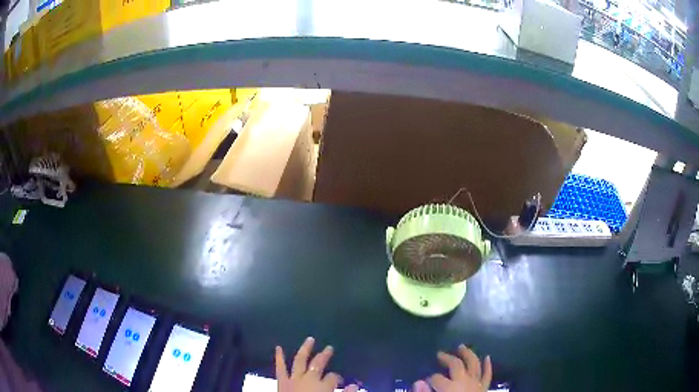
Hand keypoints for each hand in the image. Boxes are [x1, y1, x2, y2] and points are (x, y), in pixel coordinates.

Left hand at [276, 337, 358, 391]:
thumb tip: (355, 386)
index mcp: (323, 386)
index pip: (333, 377)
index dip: (337, 377)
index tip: (340, 380)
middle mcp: (309, 379)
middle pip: (318, 364)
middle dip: (324, 356)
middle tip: (329, 348)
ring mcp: (294, 379)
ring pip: (299, 361)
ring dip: (305, 349)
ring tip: (310, 339)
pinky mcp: (282, 382)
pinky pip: (280, 368)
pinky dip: (279, 357)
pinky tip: (278, 347)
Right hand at [412, 344, 491, 391]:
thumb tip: (418, 381)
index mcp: (449, 388)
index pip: (436, 378)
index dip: (430, 378)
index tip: (425, 380)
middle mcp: (464, 382)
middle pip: (456, 365)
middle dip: (447, 358)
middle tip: (439, 354)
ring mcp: (476, 384)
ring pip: (474, 364)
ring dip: (468, 354)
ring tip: (462, 346)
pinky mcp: (484, 388)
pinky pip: (487, 375)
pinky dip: (488, 366)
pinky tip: (487, 357)